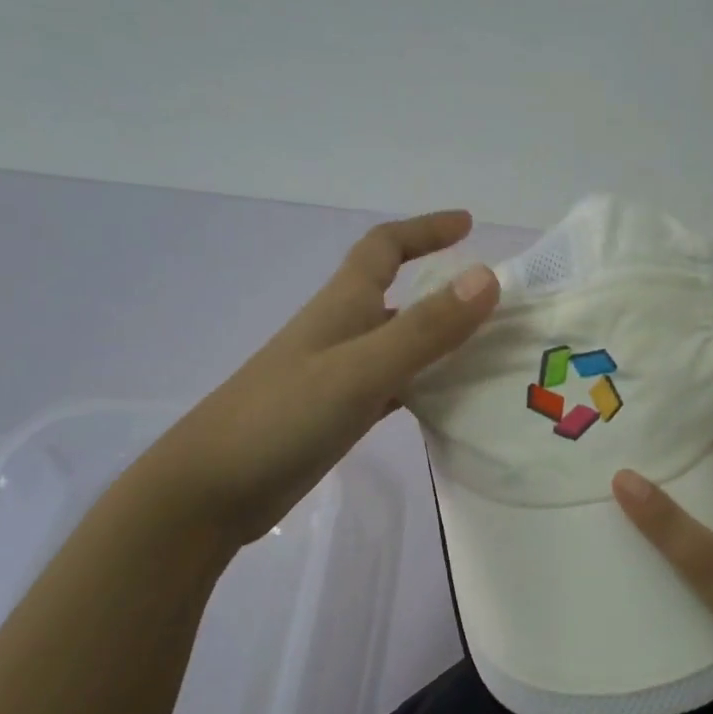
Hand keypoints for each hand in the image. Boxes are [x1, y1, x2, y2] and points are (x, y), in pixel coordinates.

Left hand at [150, 210, 498, 547]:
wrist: (212, 489)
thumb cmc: (282, 417)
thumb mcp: (360, 369)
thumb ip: (424, 328)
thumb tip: (487, 276)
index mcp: (342, 307)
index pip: (384, 247)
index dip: (425, 230)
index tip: (469, 224)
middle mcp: (342, 333)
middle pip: (399, 297)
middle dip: (445, 292)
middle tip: (500, 306)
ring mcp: (339, 376)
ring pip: (401, 345)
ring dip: (441, 342)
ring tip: (493, 354)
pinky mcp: (338, 415)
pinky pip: (395, 388)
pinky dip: (426, 386)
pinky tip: (454, 405)